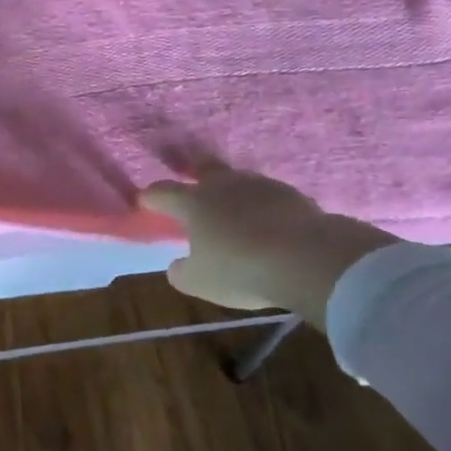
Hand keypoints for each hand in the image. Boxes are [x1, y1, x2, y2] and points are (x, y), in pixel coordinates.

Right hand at [138, 162, 396, 328]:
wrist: (307, 258)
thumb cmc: (241, 269)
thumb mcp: (201, 282)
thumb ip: (182, 272)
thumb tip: (177, 265)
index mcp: (193, 202)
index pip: (163, 192)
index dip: (151, 197)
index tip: (144, 200)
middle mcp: (222, 185)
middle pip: (203, 168)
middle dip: (194, 171)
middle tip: (191, 179)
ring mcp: (259, 185)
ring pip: (238, 180)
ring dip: (232, 190)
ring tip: (233, 206)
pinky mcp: (291, 194)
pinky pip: (267, 196)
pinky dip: (262, 205)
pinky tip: (266, 220)